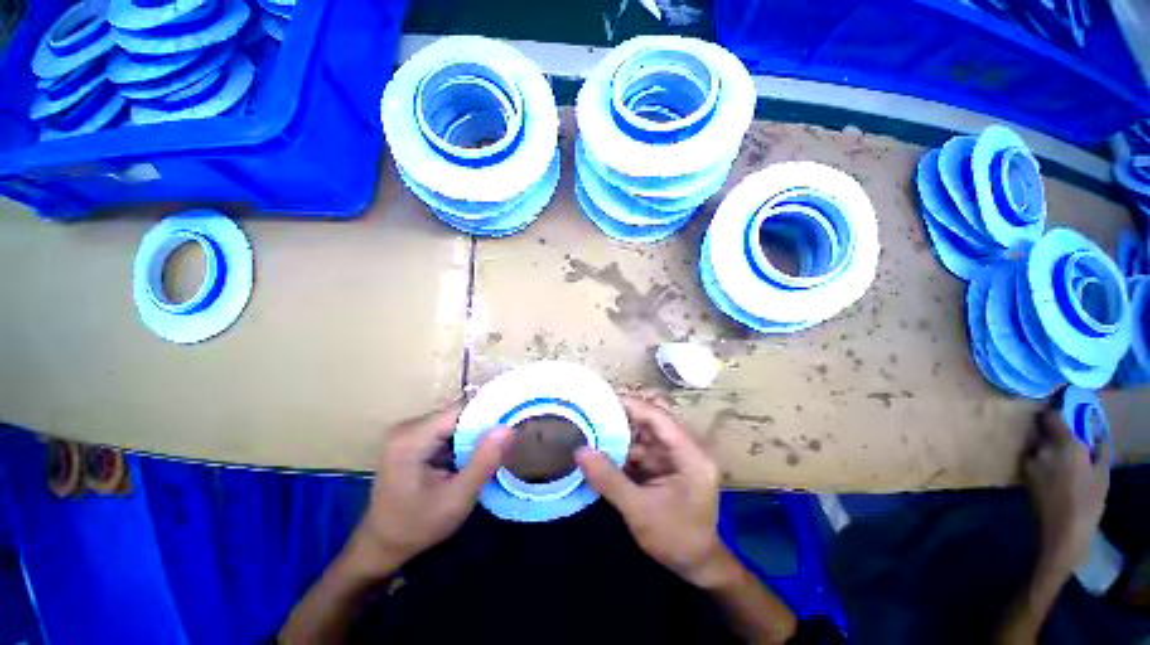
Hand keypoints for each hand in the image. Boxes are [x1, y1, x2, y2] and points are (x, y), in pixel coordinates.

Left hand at [353, 403, 512, 569]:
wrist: (381, 547)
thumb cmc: (417, 527)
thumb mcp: (457, 498)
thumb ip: (484, 461)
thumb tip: (507, 427)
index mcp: (412, 438)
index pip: (461, 410)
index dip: (489, 414)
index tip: (512, 424)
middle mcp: (407, 428)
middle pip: (457, 414)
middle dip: (482, 428)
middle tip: (505, 444)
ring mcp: (408, 433)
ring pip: (454, 422)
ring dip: (473, 436)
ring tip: (492, 452)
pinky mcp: (412, 440)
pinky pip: (446, 431)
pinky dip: (462, 442)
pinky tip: (471, 458)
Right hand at [575, 396, 731, 587]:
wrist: (697, 566)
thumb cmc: (675, 539)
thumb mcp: (639, 510)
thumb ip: (609, 479)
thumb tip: (579, 451)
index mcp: (690, 455)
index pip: (659, 418)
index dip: (632, 405)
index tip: (603, 400)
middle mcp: (686, 449)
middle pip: (653, 421)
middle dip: (625, 416)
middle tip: (596, 412)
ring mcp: (677, 457)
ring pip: (646, 434)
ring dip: (623, 433)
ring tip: (595, 427)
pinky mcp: (668, 466)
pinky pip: (644, 449)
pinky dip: (625, 448)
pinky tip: (605, 448)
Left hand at [1022, 410, 1110, 569]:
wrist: (1062, 531)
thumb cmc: (1088, 501)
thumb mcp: (1102, 473)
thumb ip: (1098, 448)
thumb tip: (1096, 431)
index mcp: (1064, 444)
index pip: (1051, 415)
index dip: (1055, 410)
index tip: (1064, 409)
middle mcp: (1042, 447)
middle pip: (1042, 428)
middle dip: (1052, 429)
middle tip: (1066, 436)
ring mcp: (1029, 460)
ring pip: (1036, 443)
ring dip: (1046, 445)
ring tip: (1061, 458)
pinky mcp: (1023, 473)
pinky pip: (1033, 458)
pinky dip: (1041, 458)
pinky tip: (1052, 471)